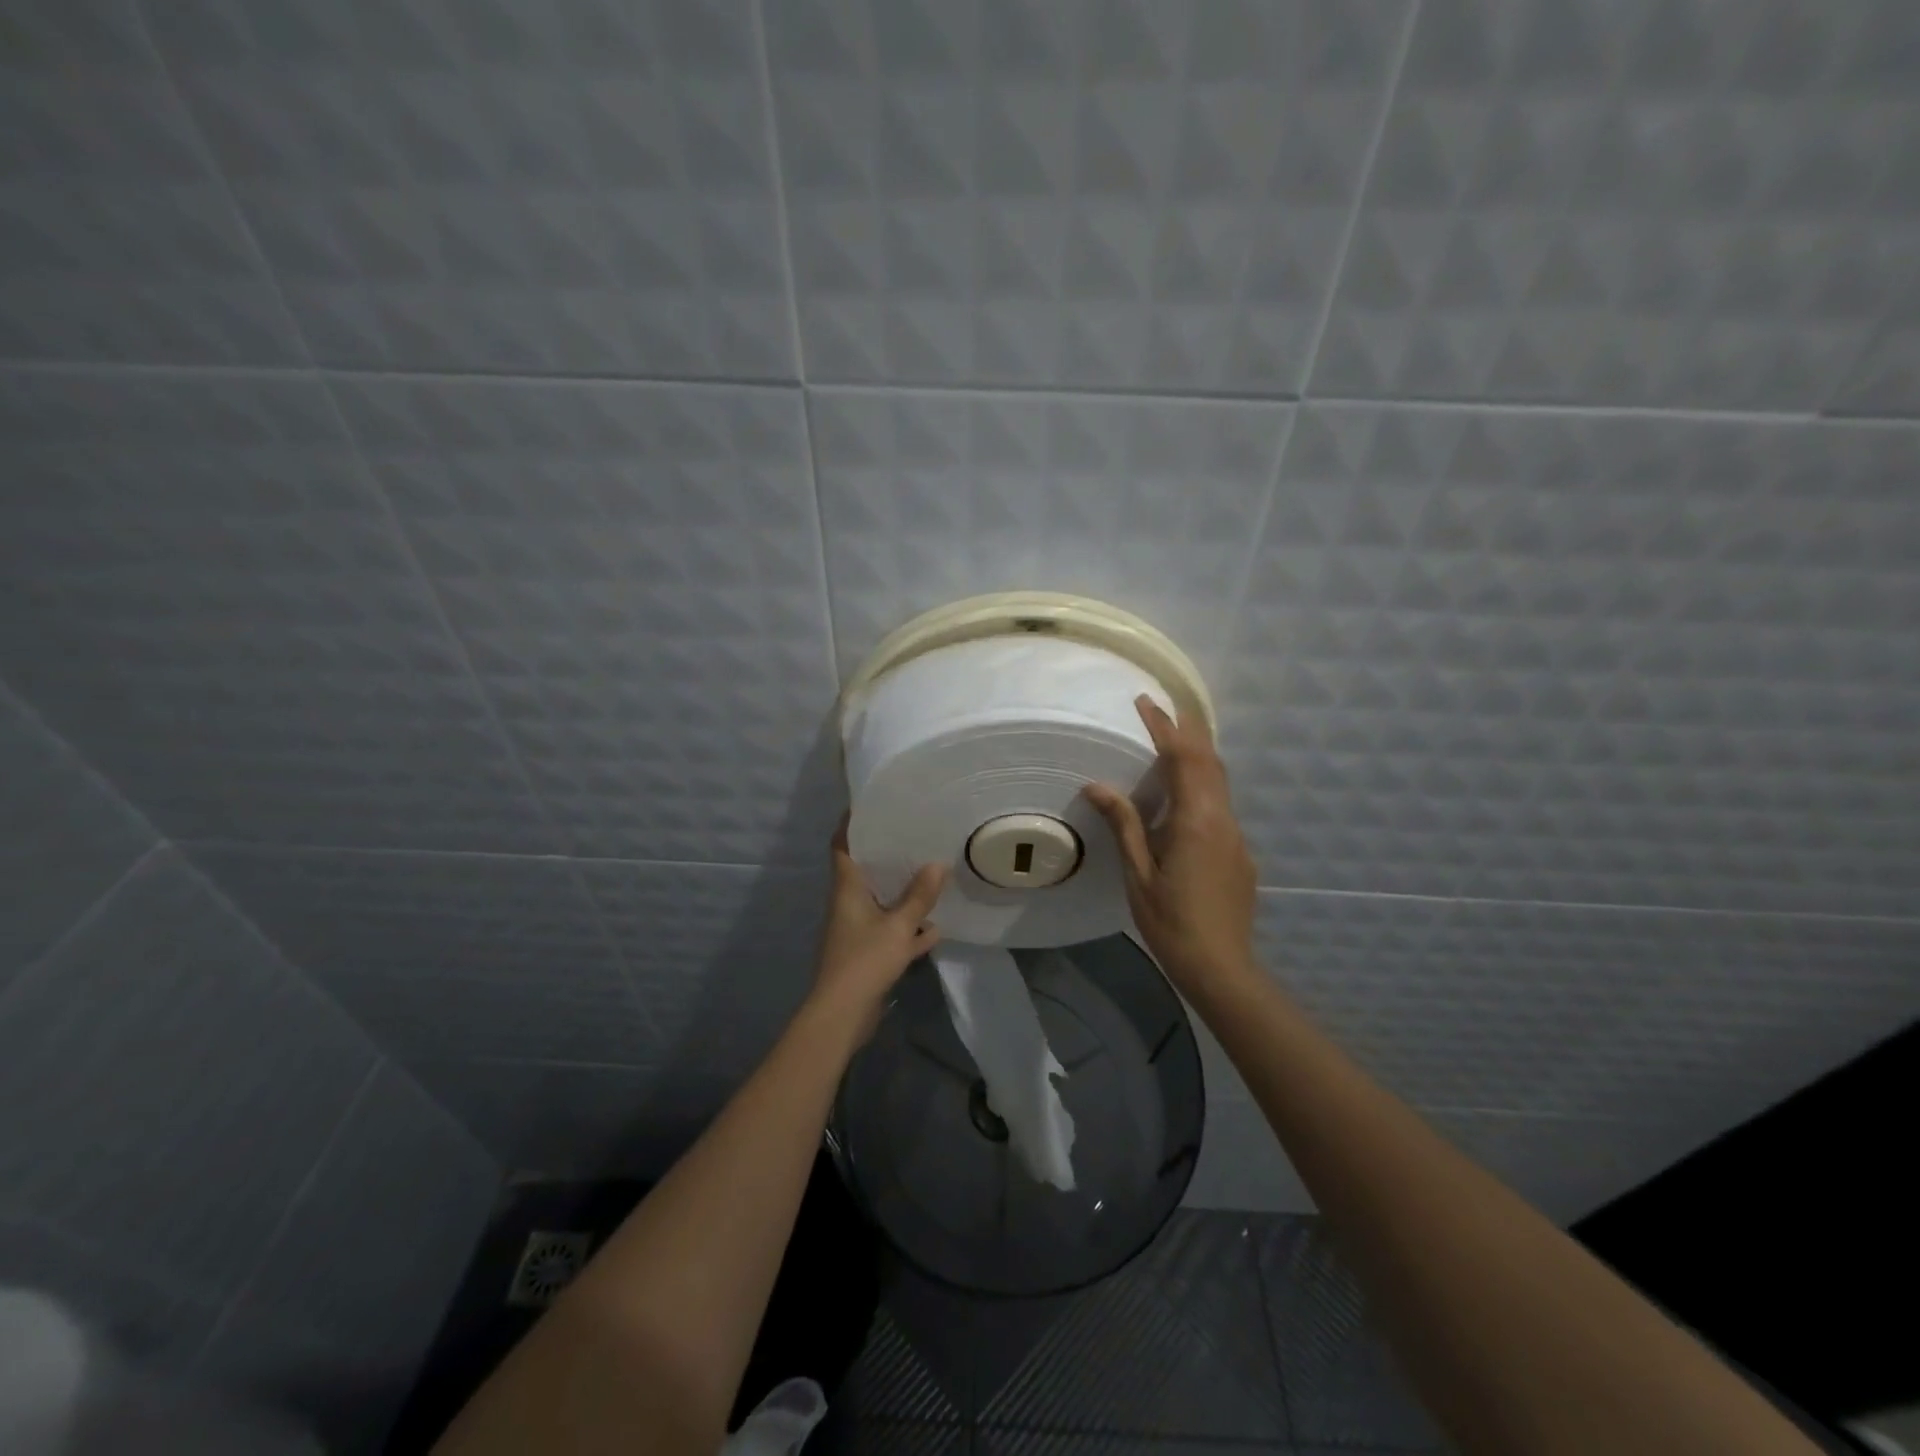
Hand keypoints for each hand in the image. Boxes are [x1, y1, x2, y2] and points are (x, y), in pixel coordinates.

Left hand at [811, 818, 947, 1035]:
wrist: (842, 1015)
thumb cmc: (864, 960)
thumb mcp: (899, 927)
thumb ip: (919, 897)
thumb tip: (937, 864)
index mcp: (847, 889)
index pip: (843, 846)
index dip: (851, 824)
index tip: (869, 806)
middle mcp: (848, 904)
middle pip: (865, 872)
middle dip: (886, 856)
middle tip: (913, 836)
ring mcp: (856, 930)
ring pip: (881, 903)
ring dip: (902, 894)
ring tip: (930, 875)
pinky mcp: (866, 954)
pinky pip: (890, 932)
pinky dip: (908, 929)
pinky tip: (934, 928)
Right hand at [1084, 696, 1257, 995]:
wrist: (1221, 966)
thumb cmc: (1171, 922)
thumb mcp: (1139, 874)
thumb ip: (1124, 824)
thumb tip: (1097, 786)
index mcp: (1196, 821)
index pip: (1183, 759)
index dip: (1165, 728)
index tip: (1146, 703)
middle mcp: (1222, 819)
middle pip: (1209, 761)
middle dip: (1187, 731)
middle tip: (1162, 710)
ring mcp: (1235, 836)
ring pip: (1219, 782)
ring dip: (1196, 756)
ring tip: (1170, 743)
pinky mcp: (1239, 852)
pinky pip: (1220, 805)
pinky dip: (1202, 784)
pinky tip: (1183, 799)